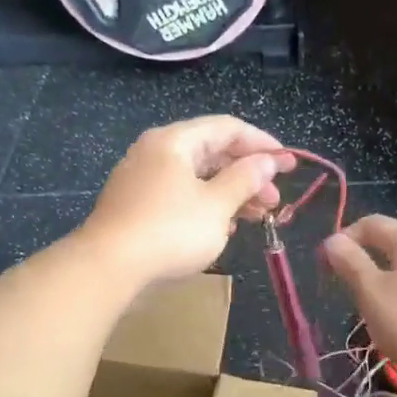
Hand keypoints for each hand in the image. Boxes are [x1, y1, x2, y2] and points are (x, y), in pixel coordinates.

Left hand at [77, 117, 295, 287]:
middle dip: (248, 174)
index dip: (262, 143)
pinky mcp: (136, 205)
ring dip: (230, 193)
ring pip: (196, 177)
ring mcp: (142, 179)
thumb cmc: (169, 230)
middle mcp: (156, 151)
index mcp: (175, 141)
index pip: (227, 128)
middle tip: (275, 199)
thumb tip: (266, 162)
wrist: (108, 267)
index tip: (288, 163)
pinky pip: (180, 195)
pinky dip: (206, 205)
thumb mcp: (216, 206)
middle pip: (212, 152)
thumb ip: (245, 180)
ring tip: (257, 216)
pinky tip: (223, 227)